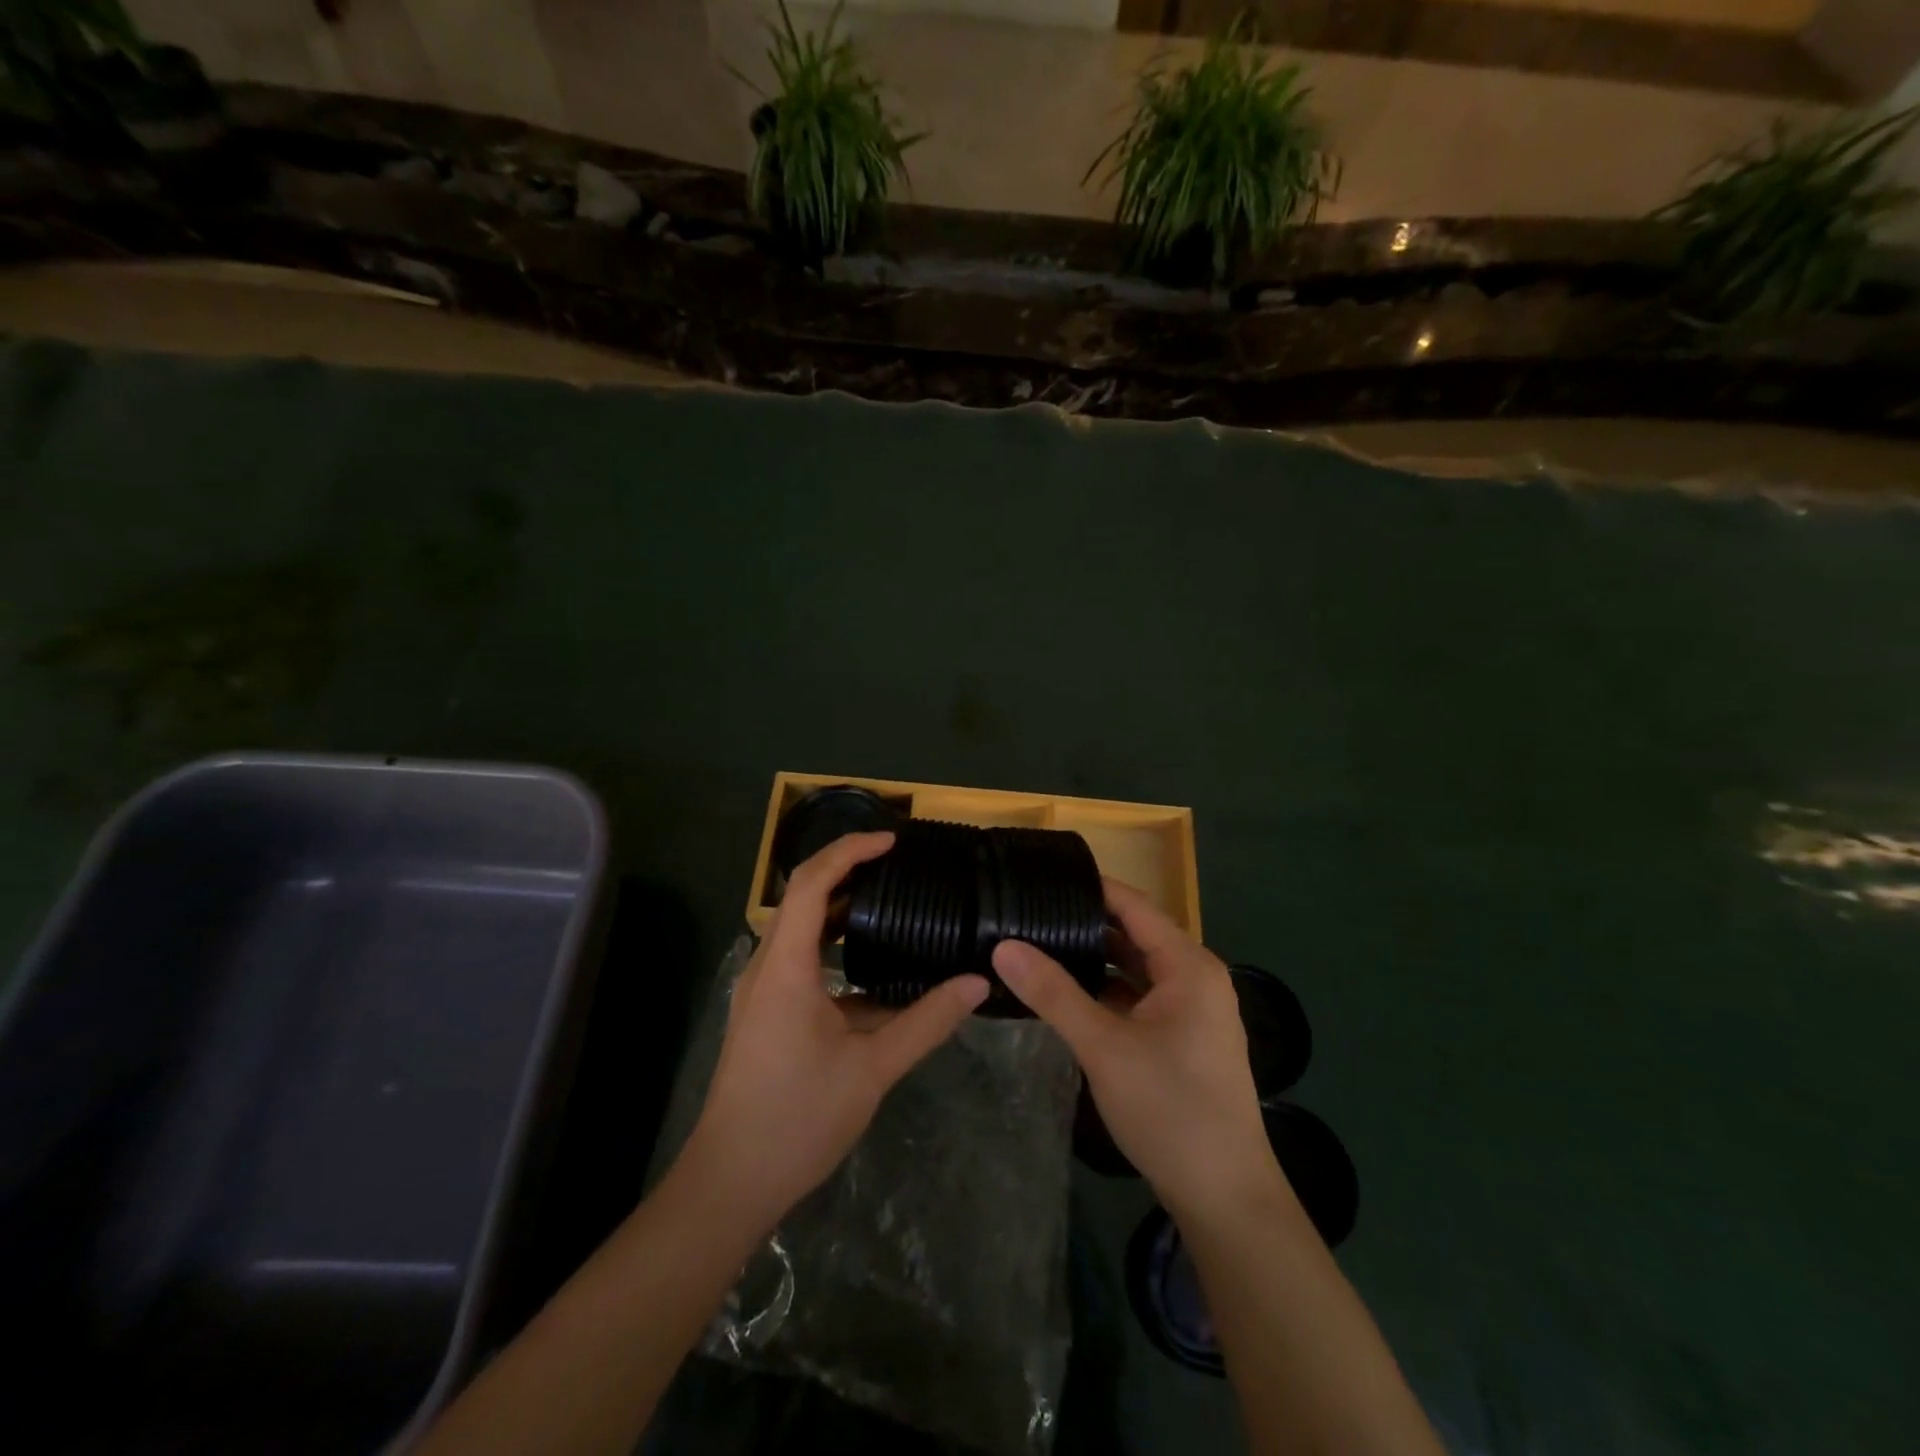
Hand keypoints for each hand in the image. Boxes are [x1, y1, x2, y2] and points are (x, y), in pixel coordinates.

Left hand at [682, 831, 988, 1233]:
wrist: (730, 1182)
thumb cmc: (796, 1119)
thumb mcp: (872, 1068)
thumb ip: (926, 1021)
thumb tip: (977, 983)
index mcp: (786, 966)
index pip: (812, 883)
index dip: (850, 851)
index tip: (893, 841)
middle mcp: (767, 966)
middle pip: (803, 896)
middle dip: (848, 870)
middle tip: (899, 865)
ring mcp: (763, 990)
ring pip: (801, 928)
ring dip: (841, 908)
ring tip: (890, 901)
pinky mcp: (766, 1012)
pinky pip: (801, 959)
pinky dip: (835, 947)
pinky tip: (874, 967)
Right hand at [992, 879, 1276, 1218]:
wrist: (1225, 1198)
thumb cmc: (1170, 1110)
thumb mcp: (1104, 1047)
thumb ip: (1053, 993)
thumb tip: (1003, 946)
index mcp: (1187, 965)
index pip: (1132, 905)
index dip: (1089, 888)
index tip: (1039, 879)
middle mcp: (1194, 977)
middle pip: (1133, 933)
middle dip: (1083, 923)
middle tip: (1027, 913)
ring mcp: (1190, 1009)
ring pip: (1133, 967)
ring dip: (1093, 958)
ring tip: (1037, 945)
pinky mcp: (1181, 1037)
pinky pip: (1137, 996)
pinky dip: (1105, 990)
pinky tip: (1065, 993)